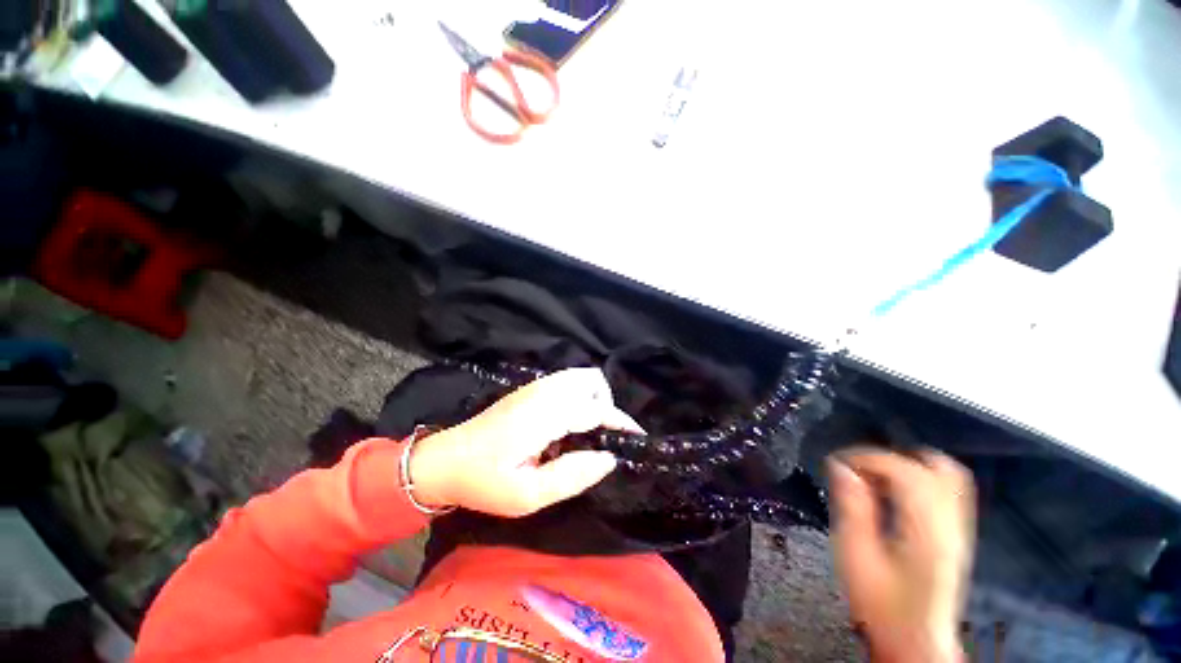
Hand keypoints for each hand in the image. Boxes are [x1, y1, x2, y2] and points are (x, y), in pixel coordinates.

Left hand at [407, 367, 638, 517]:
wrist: (445, 460)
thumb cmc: (484, 481)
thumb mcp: (527, 495)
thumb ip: (572, 476)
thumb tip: (608, 459)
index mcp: (545, 414)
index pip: (596, 409)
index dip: (620, 423)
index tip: (636, 439)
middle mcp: (544, 391)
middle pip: (592, 380)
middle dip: (607, 405)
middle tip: (603, 436)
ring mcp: (536, 386)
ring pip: (581, 376)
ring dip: (594, 398)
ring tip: (589, 430)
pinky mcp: (530, 388)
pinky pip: (568, 381)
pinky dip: (580, 396)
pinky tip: (569, 423)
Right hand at [828, 449, 975, 662]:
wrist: (915, 641)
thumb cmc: (881, 604)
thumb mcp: (855, 556)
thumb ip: (852, 507)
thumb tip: (840, 466)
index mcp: (926, 531)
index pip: (906, 472)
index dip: (868, 457)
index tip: (837, 462)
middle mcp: (951, 525)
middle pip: (935, 467)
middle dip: (890, 457)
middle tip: (858, 468)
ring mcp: (960, 529)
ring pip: (947, 474)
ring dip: (906, 464)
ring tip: (873, 476)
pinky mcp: (958, 533)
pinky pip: (947, 488)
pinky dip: (919, 476)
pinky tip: (893, 490)